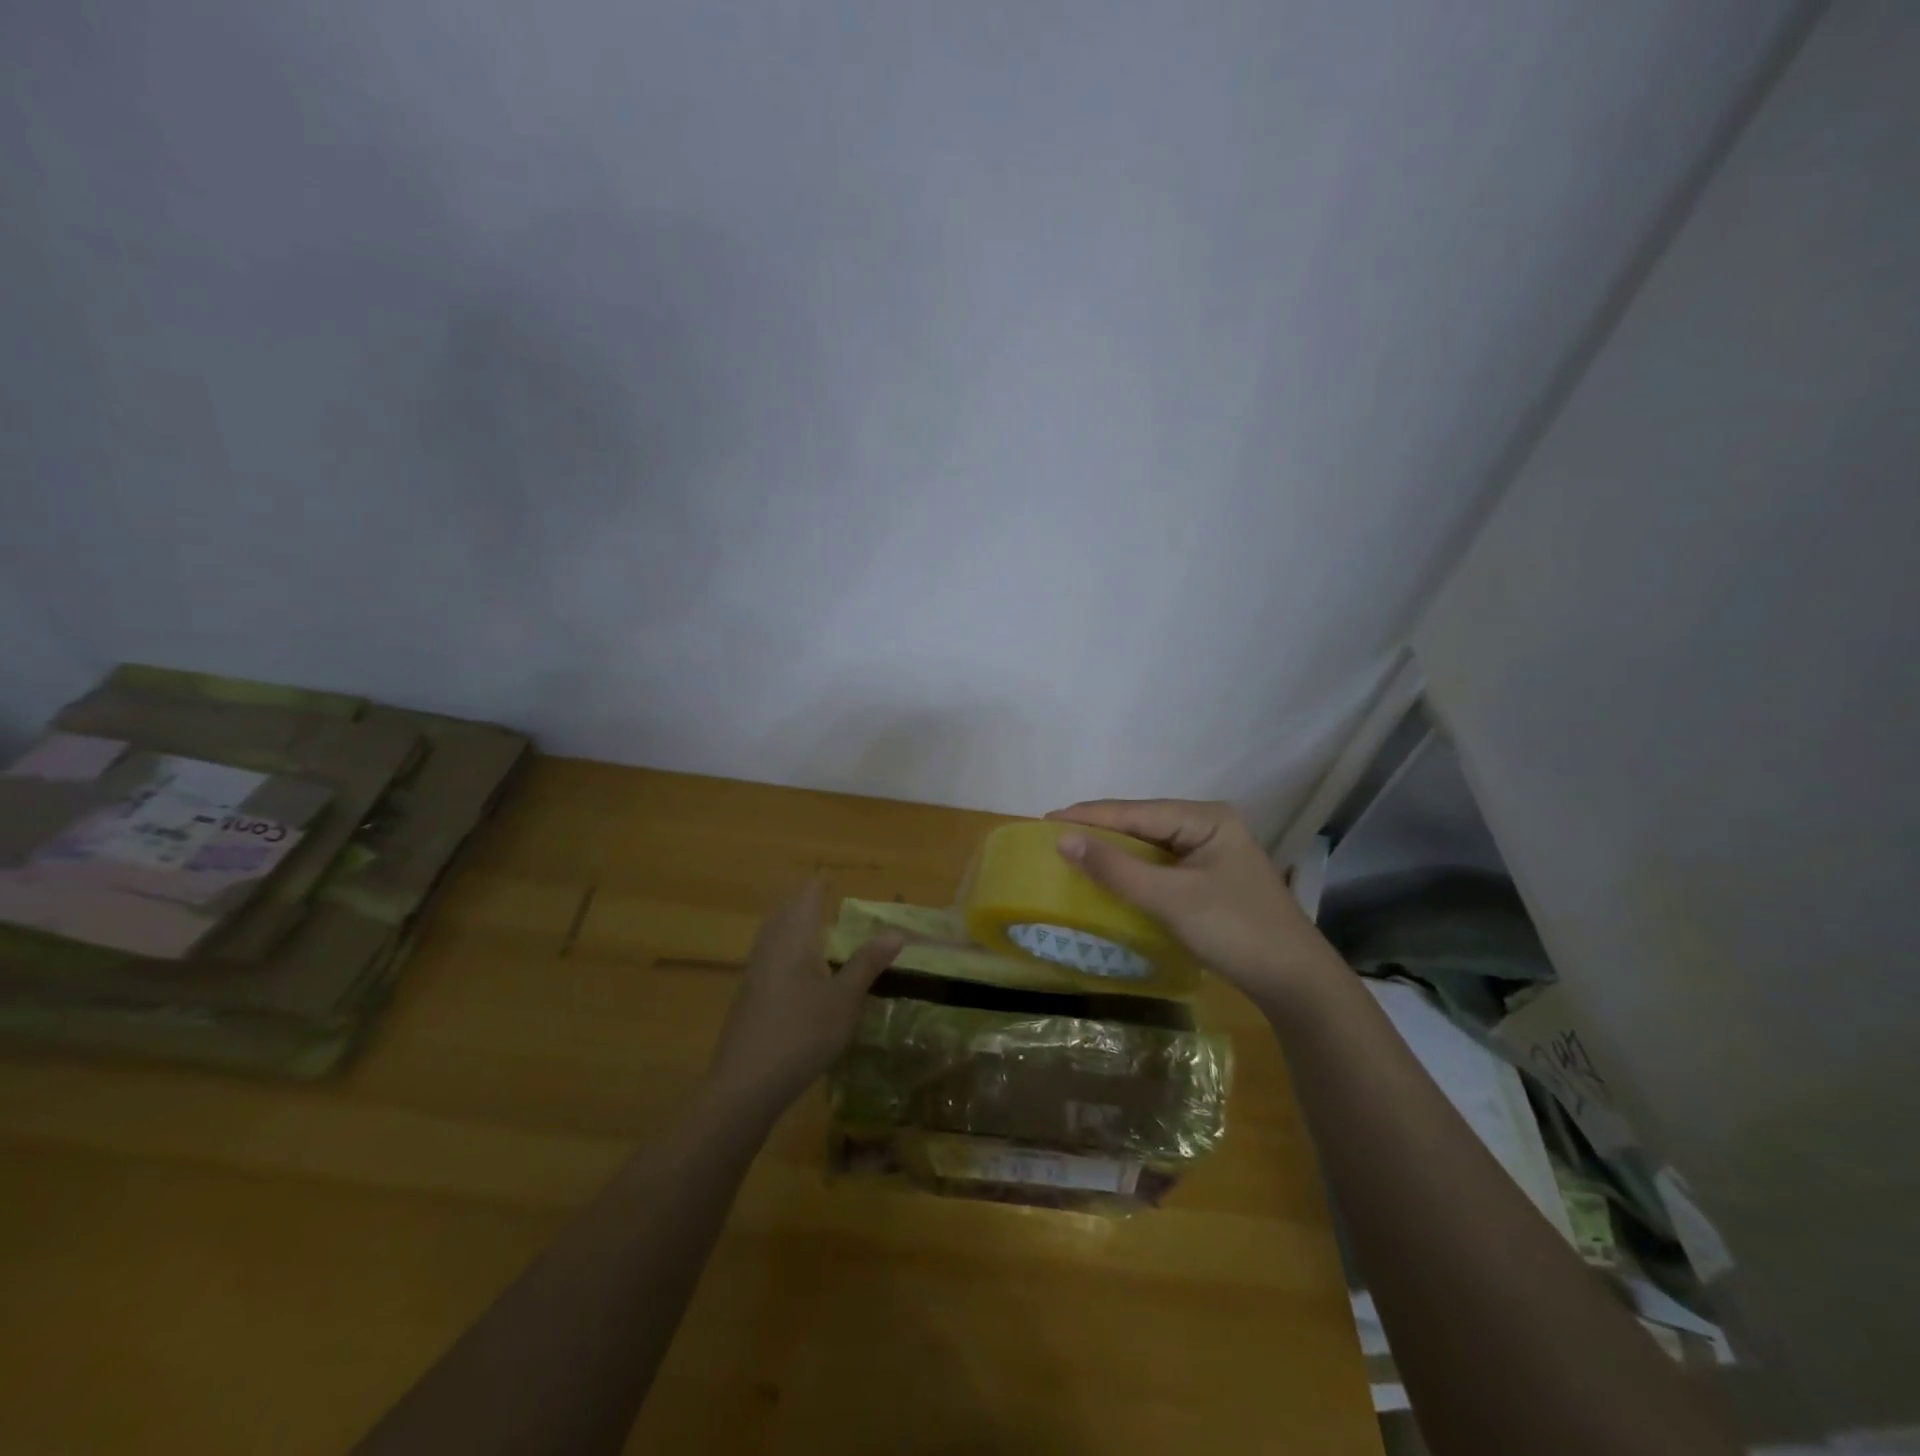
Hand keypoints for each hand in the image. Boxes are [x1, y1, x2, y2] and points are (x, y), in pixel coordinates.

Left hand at [705, 880, 902, 1115]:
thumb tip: (896, 931)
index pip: (806, 897)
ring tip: (812, 925)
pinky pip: (768, 955)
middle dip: (803, 901)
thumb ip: (867, 963)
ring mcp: (755, 972)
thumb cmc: (802, 1033)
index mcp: (794, 939)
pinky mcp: (748, 996)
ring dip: (791, 923)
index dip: (820, 885)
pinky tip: (795, 967)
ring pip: (772, 933)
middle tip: (824, 896)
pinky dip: (784, 947)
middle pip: (784, 911)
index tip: (833, 878)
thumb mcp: (845, 1000)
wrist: (746, 1083)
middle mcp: (770, 947)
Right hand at [1046, 799, 1343, 1013]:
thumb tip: (1063, 839)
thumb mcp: (1170, 898)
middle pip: (1142, 823)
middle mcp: (1208, 826)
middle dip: (1099, 829)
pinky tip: (1110, 875)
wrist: (1294, 982)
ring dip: (1114, 850)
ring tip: (1072, 850)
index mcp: (1205, 818)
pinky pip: (1160, 865)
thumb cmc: (1234, 930)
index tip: (1046, 818)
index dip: (1089, 815)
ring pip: (1150, 845)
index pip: (1136, 811)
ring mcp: (1211, 853)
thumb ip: (1116, 868)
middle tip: (1053, 834)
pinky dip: (1132, 870)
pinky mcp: (1209, 879)